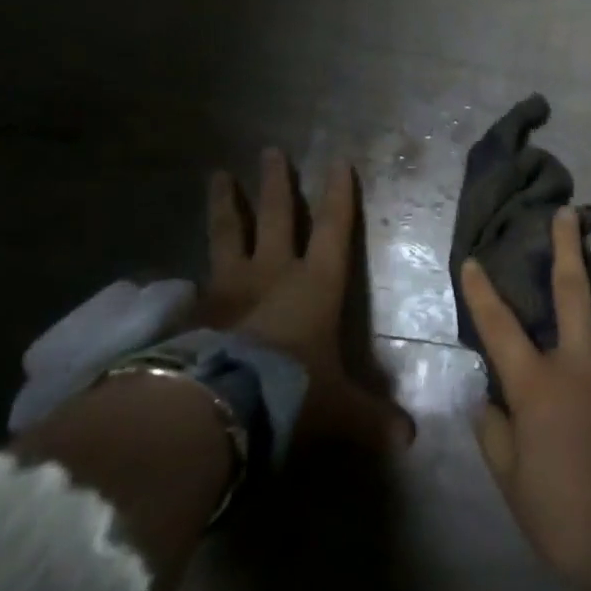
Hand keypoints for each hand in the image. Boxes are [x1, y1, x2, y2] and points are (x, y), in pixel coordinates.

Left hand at [199, 148, 413, 452]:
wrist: (218, 406)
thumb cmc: (292, 391)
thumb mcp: (338, 409)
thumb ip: (372, 418)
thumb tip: (410, 440)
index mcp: (316, 284)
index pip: (335, 229)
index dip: (340, 195)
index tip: (339, 161)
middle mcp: (273, 273)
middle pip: (278, 217)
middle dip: (278, 184)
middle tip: (270, 151)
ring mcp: (228, 288)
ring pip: (230, 234)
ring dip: (227, 204)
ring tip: (217, 175)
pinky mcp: (193, 311)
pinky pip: (195, 281)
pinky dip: (190, 272)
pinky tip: (179, 270)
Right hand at [463, 205, 590, 590]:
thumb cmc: (565, 518)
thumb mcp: (513, 485)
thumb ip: (495, 437)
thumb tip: (485, 401)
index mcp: (538, 384)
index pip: (499, 327)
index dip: (482, 291)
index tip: (473, 259)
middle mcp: (583, 361)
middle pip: (572, 290)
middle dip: (568, 246)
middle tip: (569, 213)